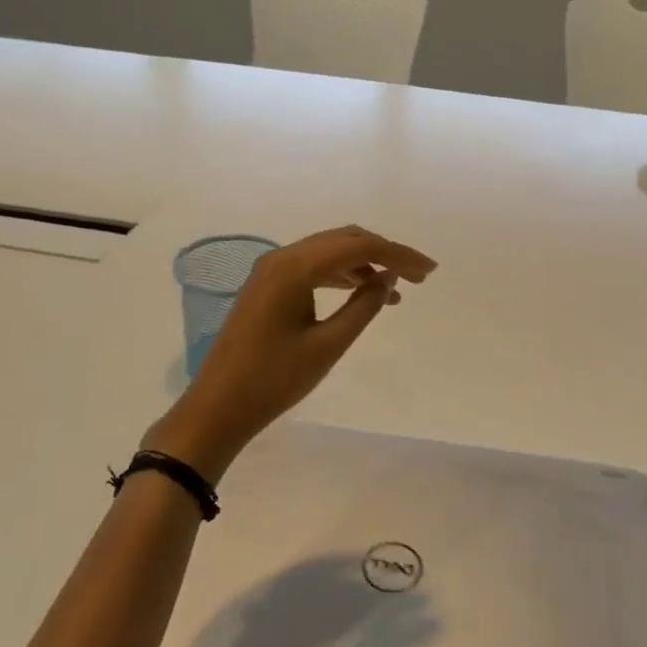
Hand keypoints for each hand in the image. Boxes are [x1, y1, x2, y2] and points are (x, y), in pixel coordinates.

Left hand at [149, 226, 436, 480]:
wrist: (217, 406)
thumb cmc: (273, 380)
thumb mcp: (327, 346)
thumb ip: (363, 308)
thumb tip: (388, 279)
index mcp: (295, 267)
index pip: (359, 247)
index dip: (398, 255)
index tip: (429, 271)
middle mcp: (282, 257)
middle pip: (344, 240)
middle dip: (385, 253)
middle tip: (419, 276)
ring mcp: (272, 270)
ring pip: (329, 252)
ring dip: (364, 263)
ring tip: (397, 289)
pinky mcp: (268, 285)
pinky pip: (313, 267)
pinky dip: (342, 274)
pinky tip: (363, 291)